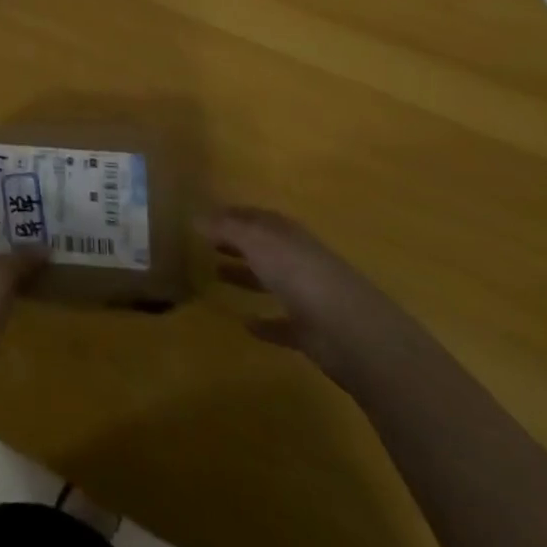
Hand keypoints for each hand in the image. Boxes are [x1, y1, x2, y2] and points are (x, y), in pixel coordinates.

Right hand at [202, 205, 405, 383]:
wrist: (351, 330)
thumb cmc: (298, 273)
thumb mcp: (256, 241)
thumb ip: (226, 228)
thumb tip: (195, 216)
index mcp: (284, 232)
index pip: (253, 216)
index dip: (230, 215)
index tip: (204, 219)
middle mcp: (295, 257)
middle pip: (261, 245)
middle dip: (236, 243)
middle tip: (207, 245)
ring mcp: (306, 294)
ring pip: (270, 280)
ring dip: (246, 277)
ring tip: (217, 277)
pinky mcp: (311, 331)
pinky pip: (282, 322)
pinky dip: (266, 323)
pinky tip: (246, 325)